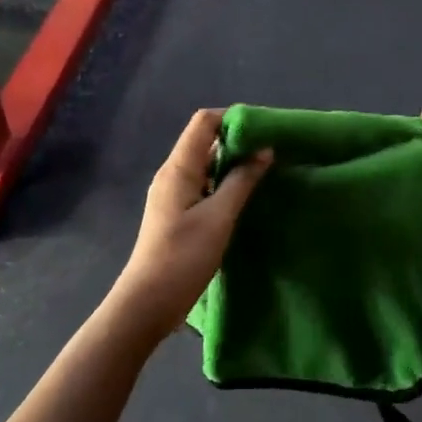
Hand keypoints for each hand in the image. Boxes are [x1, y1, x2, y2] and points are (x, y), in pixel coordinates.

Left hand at [113, 109, 272, 336]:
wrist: (148, 303)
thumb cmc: (183, 257)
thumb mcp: (219, 217)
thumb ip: (241, 181)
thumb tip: (264, 150)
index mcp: (178, 168)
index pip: (204, 122)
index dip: (232, 119)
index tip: (265, 129)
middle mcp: (173, 175)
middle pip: (205, 142)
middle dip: (238, 141)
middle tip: (272, 151)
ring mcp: (173, 195)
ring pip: (206, 166)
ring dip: (233, 164)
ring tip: (266, 171)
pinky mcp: (178, 215)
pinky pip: (204, 186)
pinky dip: (225, 184)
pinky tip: (246, 197)